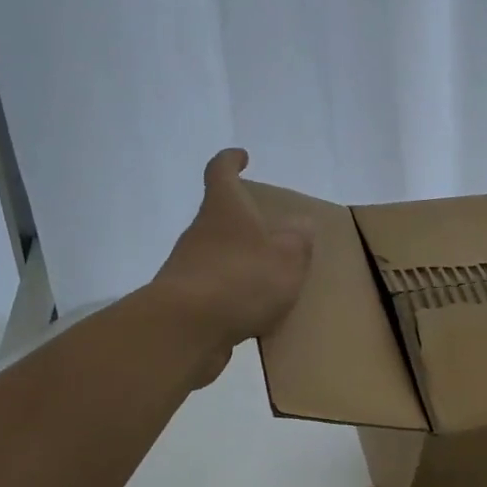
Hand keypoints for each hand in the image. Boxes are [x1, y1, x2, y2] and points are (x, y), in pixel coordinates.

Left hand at [148, 149, 311, 385]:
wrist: (185, 330)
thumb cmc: (241, 279)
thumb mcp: (287, 258)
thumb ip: (298, 240)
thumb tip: (301, 224)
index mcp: (225, 209)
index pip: (221, 172)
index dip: (230, 161)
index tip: (242, 157)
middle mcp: (201, 232)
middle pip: (221, 217)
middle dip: (245, 221)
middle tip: (276, 232)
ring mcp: (189, 266)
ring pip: (220, 254)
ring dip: (242, 261)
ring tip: (273, 278)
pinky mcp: (187, 301)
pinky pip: (217, 289)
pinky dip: (235, 294)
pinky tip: (257, 312)